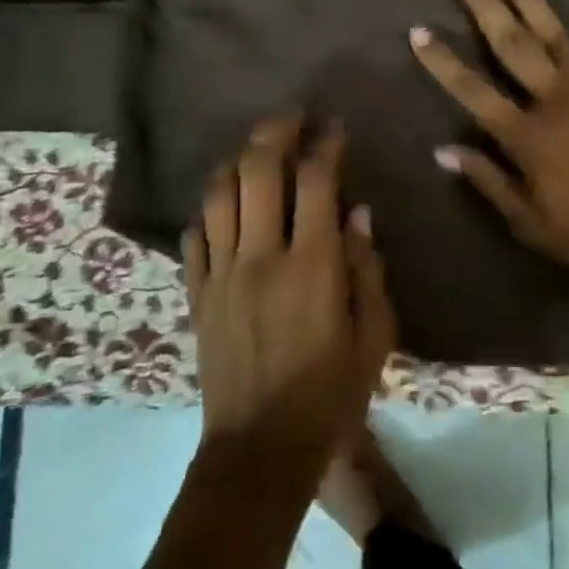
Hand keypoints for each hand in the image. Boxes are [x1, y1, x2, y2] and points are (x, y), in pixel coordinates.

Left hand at [183, 113, 396, 479]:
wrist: (260, 450)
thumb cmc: (330, 395)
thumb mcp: (374, 337)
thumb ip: (368, 269)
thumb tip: (358, 213)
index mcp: (313, 265)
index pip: (316, 181)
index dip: (326, 144)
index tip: (334, 127)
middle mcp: (261, 256)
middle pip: (257, 169)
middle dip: (275, 132)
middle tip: (291, 119)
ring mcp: (221, 273)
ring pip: (218, 193)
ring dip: (237, 161)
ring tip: (254, 151)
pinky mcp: (197, 294)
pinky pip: (194, 234)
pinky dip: (210, 210)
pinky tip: (224, 206)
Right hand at [409, 0, 568, 295]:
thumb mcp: (531, 224)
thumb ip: (488, 182)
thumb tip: (444, 150)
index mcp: (528, 136)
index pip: (472, 91)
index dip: (442, 61)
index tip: (418, 30)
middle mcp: (557, 100)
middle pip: (512, 45)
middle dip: (485, 6)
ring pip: (557, 34)